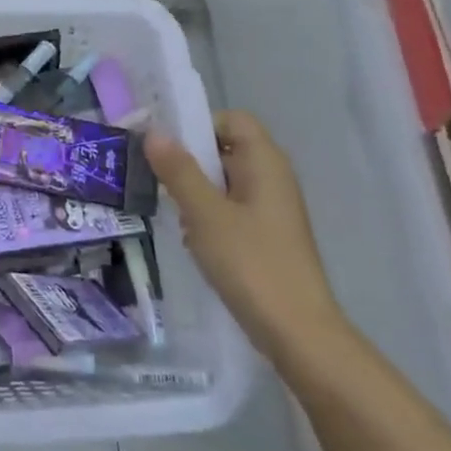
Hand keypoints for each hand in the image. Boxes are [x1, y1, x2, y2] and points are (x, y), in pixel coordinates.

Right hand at [145, 112, 347, 357]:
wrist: (296, 330)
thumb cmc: (251, 263)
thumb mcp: (205, 214)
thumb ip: (179, 171)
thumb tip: (154, 132)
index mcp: (265, 163)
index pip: (231, 120)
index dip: (198, 125)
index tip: (164, 149)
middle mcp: (272, 178)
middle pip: (226, 149)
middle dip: (190, 162)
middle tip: (158, 182)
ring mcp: (271, 209)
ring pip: (224, 182)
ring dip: (195, 193)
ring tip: (174, 216)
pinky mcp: (266, 236)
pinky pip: (230, 209)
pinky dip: (208, 217)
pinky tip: (193, 241)